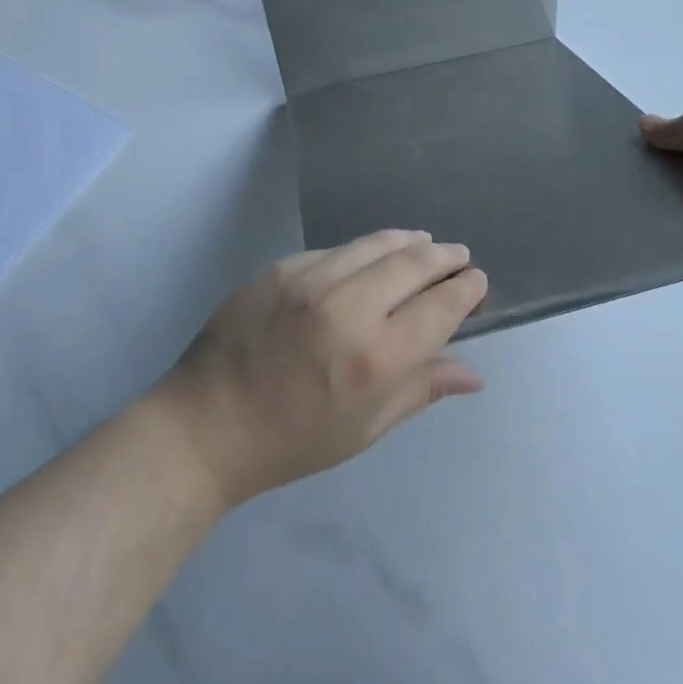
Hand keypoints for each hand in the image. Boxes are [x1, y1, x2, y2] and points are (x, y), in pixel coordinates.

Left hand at [155, 231, 488, 505]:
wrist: (206, 426)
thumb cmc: (293, 441)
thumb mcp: (365, 428)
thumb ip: (421, 390)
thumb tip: (473, 374)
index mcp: (376, 358)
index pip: (441, 307)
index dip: (465, 289)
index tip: (476, 280)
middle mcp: (348, 308)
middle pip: (414, 264)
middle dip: (445, 256)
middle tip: (458, 255)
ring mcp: (310, 280)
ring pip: (376, 244)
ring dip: (408, 242)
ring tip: (424, 243)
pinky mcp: (280, 267)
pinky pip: (335, 250)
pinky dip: (362, 251)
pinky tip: (369, 257)